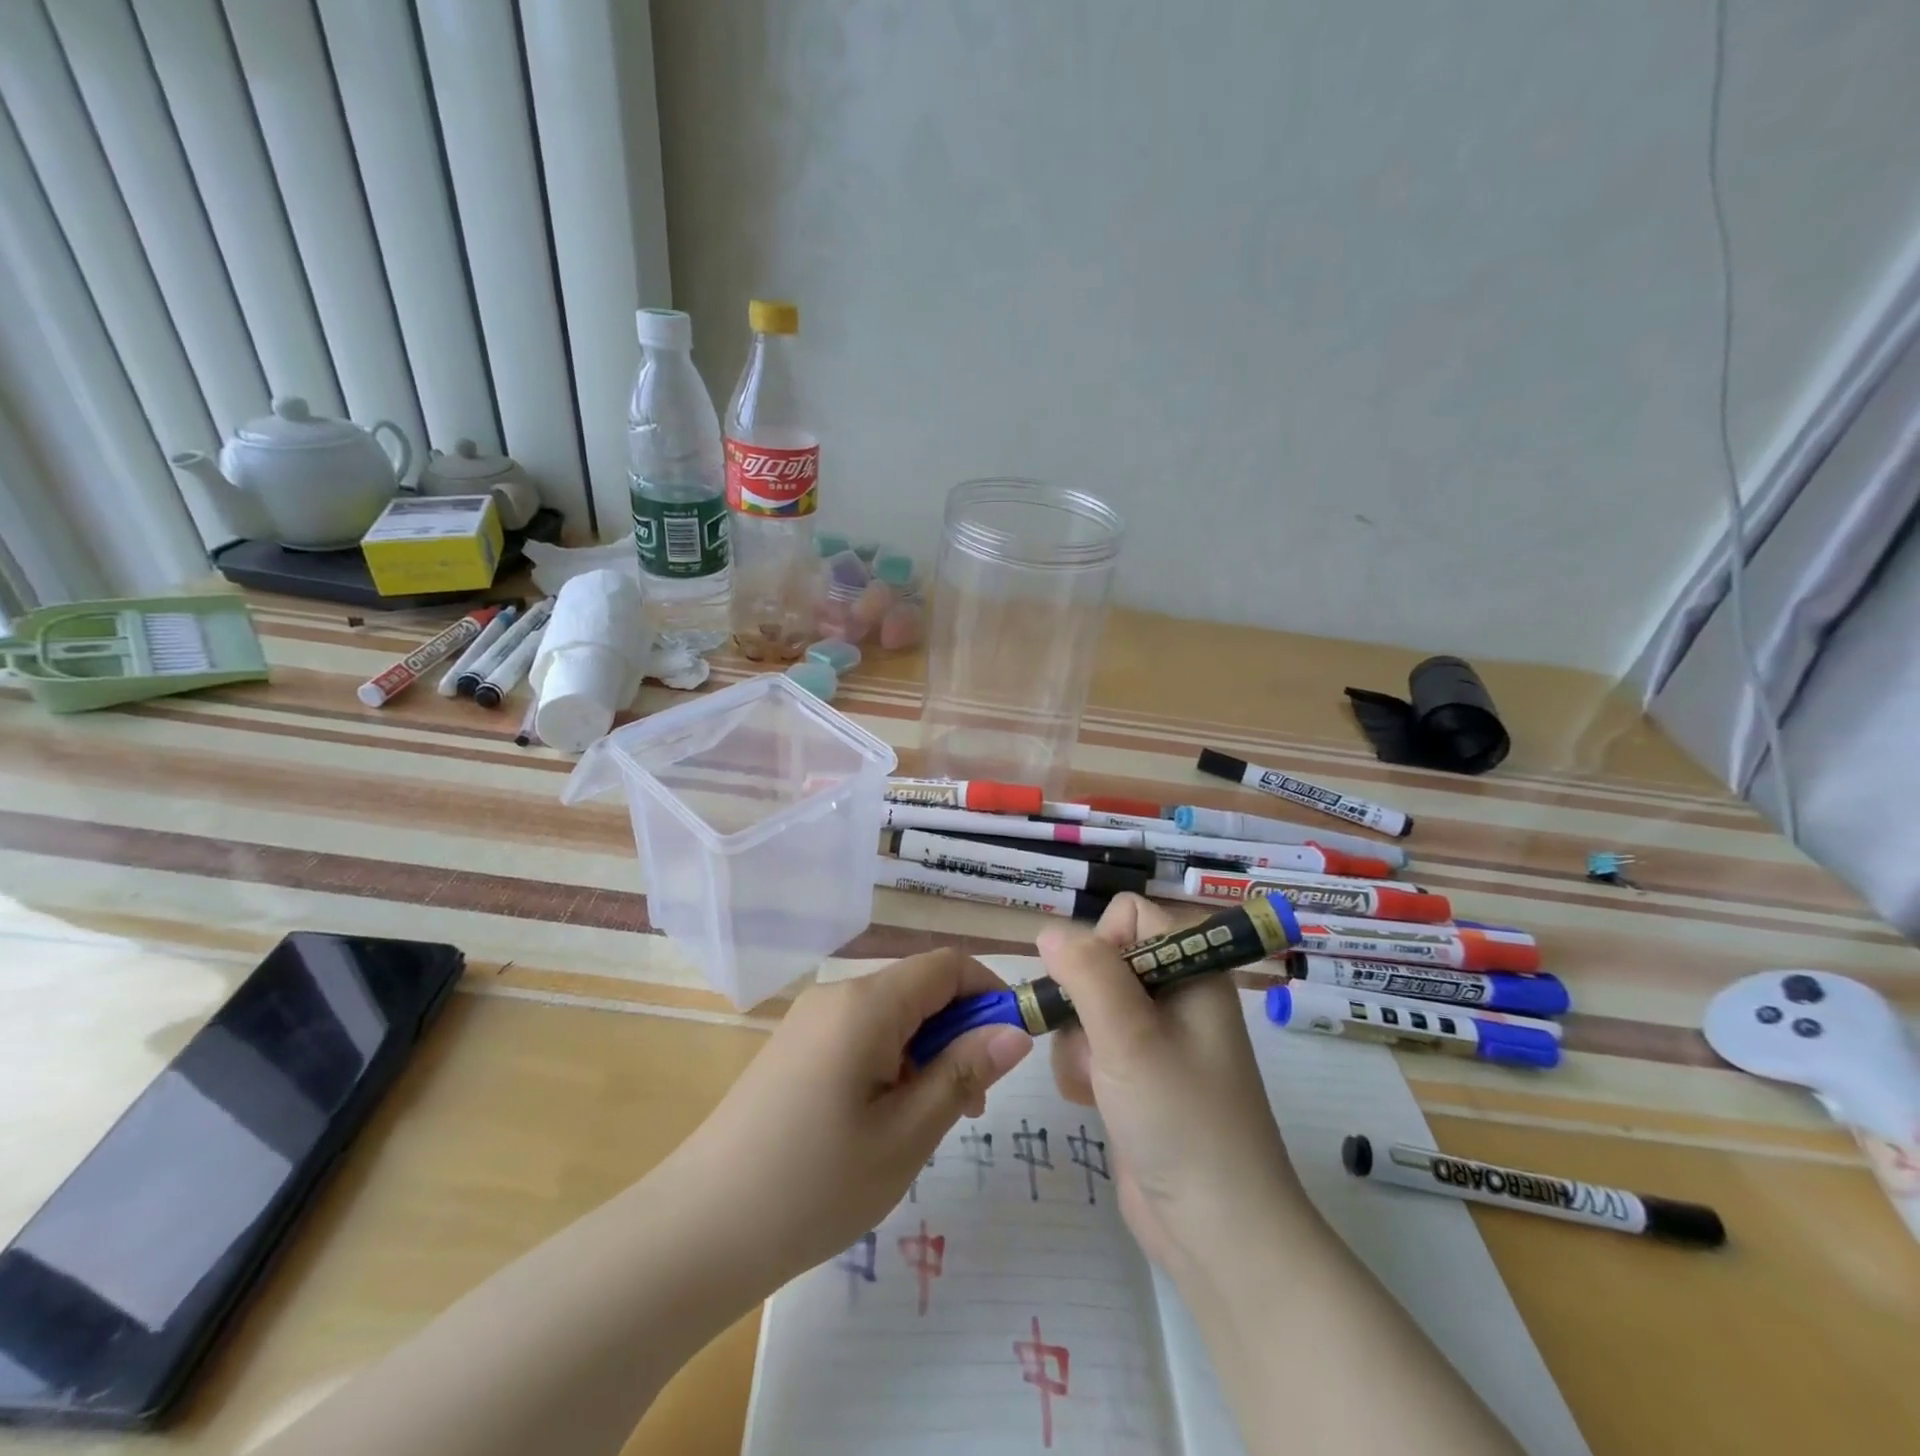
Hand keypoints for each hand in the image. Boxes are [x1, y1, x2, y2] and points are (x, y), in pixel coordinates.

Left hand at [665, 950, 1031, 1290]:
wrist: (696, 1232)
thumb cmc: (813, 1186)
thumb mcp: (905, 1135)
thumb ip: (963, 1073)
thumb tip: (1014, 1030)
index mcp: (866, 1004)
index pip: (946, 965)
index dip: (988, 993)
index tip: (1010, 1049)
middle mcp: (837, 995)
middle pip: (919, 989)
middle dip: (958, 1032)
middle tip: (968, 1109)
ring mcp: (810, 1021)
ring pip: (892, 1015)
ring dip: (925, 1053)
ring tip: (924, 1125)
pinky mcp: (794, 1048)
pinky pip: (861, 1035)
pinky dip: (891, 1062)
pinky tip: (881, 1123)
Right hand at [1040, 894, 1304, 1281]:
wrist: (1218, 1233)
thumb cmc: (1182, 1120)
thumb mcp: (1130, 1036)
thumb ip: (1087, 972)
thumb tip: (1049, 930)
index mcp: (1192, 970)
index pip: (1132, 914)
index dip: (1103, 941)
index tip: (1094, 988)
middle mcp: (1175, 995)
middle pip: (1100, 961)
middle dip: (1080, 1000)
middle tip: (1090, 1041)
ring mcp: (1155, 1039)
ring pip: (1085, 1006)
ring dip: (1076, 1041)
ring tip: (1094, 1082)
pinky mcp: (1136, 1076)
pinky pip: (1089, 1046)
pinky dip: (1080, 1068)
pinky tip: (1090, 1101)